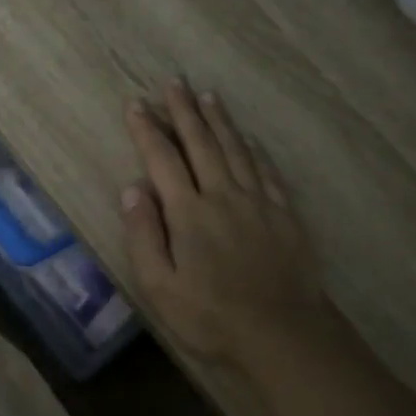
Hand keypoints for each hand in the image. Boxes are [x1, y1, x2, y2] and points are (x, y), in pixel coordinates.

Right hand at [120, 82, 330, 369]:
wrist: (282, 333)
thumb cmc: (211, 316)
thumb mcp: (159, 286)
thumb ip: (143, 235)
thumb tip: (132, 188)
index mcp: (188, 213)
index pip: (162, 160)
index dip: (147, 130)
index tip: (136, 104)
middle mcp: (223, 196)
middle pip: (201, 144)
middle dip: (184, 111)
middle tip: (174, 83)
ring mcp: (258, 202)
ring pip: (236, 149)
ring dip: (219, 121)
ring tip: (208, 96)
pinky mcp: (284, 214)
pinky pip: (266, 171)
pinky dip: (255, 150)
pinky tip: (249, 138)